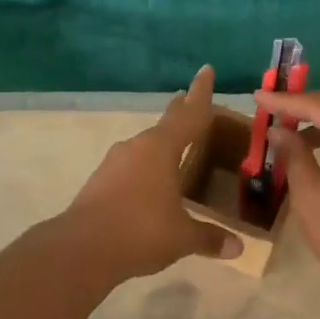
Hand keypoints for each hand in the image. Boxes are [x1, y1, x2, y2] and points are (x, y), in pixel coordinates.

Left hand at [63, 67, 242, 279]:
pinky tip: (150, 185)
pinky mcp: (100, 182)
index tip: (206, 69)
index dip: (201, 93)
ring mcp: (114, 163)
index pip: (190, 114)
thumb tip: (238, 248)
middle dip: (179, 112)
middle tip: (188, 99)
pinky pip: (131, 167)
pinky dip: (146, 169)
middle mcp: (137, 148)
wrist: (81, 249)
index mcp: (161, 149)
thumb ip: (209, 238)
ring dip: (161, 145)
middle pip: (165, 124)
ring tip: (175, 150)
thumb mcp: (182, 237)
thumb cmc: (140, 232)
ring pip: (145, 147)